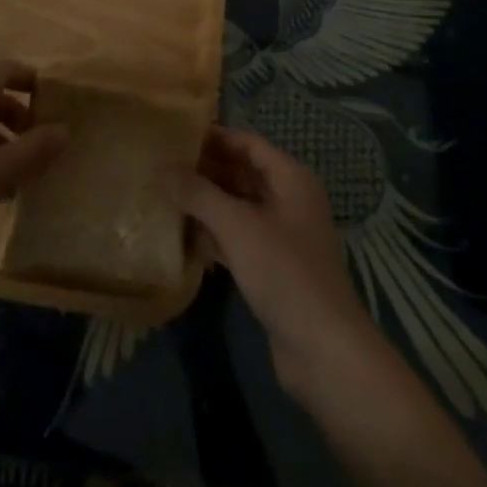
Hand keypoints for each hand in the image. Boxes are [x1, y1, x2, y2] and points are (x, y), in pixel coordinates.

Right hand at [183, 126, 375, 396]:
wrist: (323, 350)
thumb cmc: (283, 272)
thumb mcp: (237, 226)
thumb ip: (198, 193)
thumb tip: (163, 166)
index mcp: (290, 178)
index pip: (247, 143)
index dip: (213, 137)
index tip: (175, 136)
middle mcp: (289, 199)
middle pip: (242, 172)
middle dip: (205, 169)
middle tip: (163, 166)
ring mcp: (282, 235)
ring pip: (238, 206)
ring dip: (206, 202)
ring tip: (165, 195)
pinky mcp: (273, 266)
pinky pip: (239, 237)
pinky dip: (214, 233)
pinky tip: (183, 235)